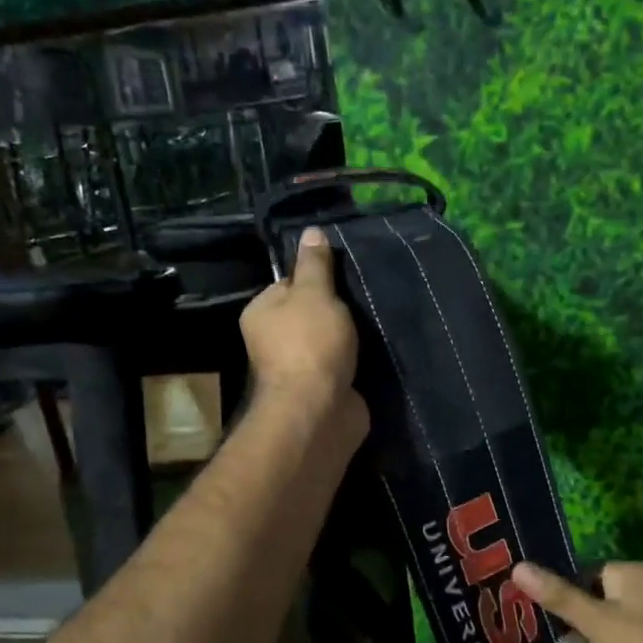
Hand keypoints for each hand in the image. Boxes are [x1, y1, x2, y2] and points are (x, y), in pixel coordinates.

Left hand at [241, 227, 366, 436]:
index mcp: (261, 313)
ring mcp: (300, 369)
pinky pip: (345, 367)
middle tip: (366, 299)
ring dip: (353, 338)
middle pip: (312, 314)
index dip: (316, 279)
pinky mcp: (325, 391)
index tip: (344, 278)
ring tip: (378, 324)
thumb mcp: (314, 293)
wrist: (319, 411)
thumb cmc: (310, 344)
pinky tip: (380, 352)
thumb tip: (311, 231)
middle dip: (338, 311)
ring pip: (331, 342)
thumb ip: (315, 265)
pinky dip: (361, 363)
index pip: (288, 284)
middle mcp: (274, 341)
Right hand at [512, 560, 642, 642]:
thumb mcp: (593, 620)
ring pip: (614, 618)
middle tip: (559, 638)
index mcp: (630, 572)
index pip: (587, 573)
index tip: (551, 617)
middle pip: (600, 595)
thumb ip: (558, 595)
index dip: (569, 594)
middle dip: (581, 617)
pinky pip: (628, 636)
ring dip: (598, 635)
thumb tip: (518, 567)